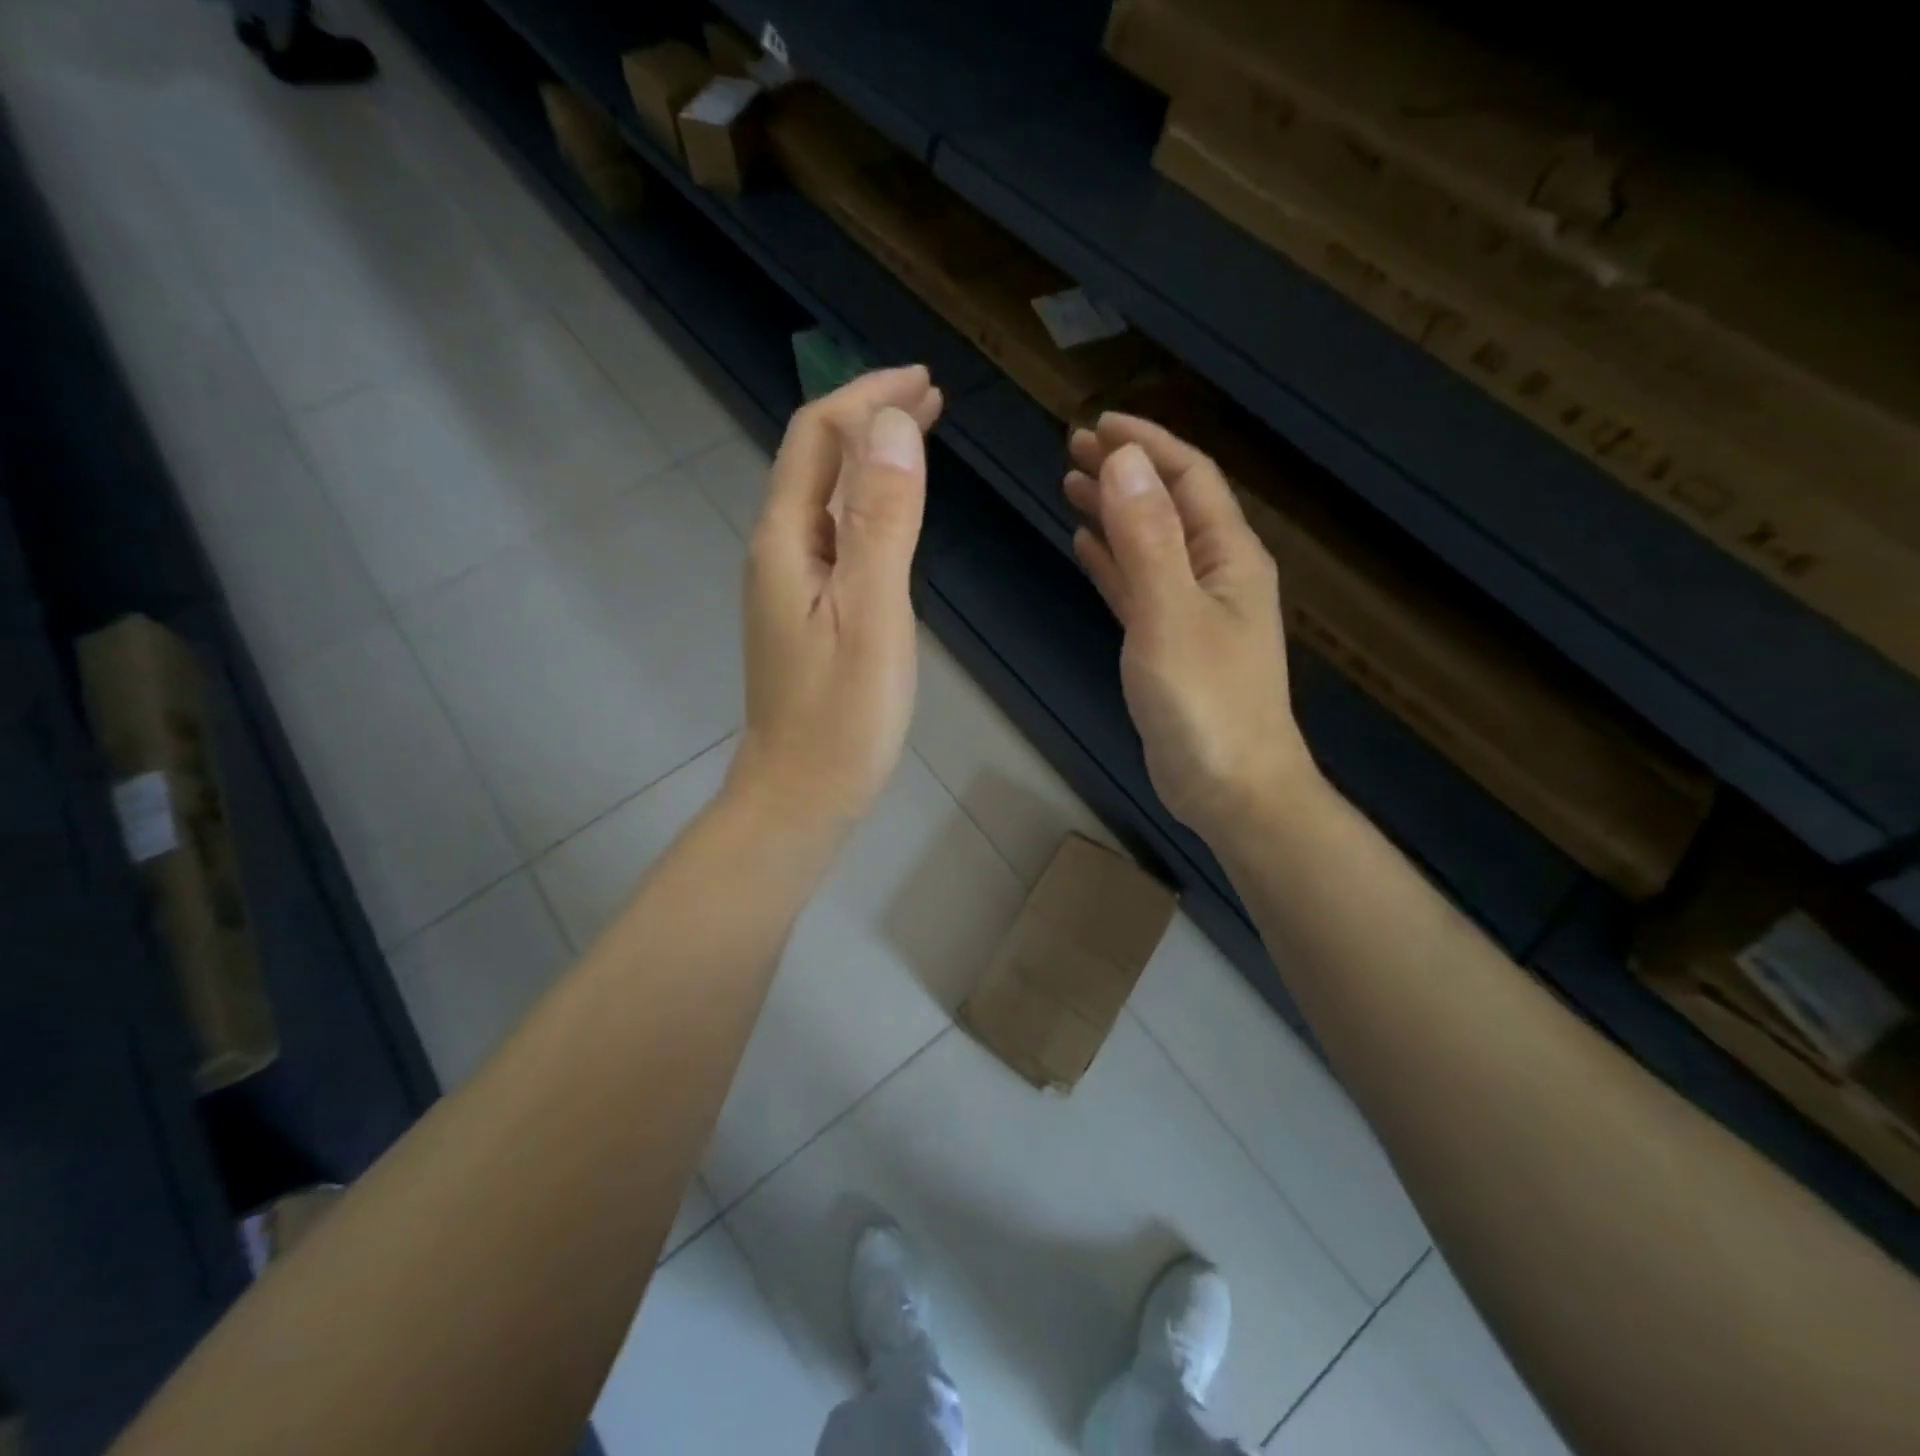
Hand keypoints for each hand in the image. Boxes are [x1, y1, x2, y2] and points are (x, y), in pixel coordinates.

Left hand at [731, 366, 943, 828]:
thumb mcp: (871, 613)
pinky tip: (894, 513)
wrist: (801, 794)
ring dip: (870, 459)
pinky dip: (868, 505)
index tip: (925, 380)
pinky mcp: (806, 612)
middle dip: (870, 417)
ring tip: (920, 437)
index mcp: (786, 540)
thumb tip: (892, 424)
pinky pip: (835, 535)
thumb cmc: (841, 715)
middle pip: (816, 460)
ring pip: (826, 497)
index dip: (867, 396)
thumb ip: (881, 520)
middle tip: (932, 397)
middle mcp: (778, 550)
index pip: (818, 436)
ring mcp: (789, 583)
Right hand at [1065, 413, 1313, 837]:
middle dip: (1126, 471)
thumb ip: (1147, 539)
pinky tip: (1086, 546)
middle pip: (1169, 505)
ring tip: (1070, 485)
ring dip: (1114, 512)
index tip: (1099, 423)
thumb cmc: (1206, 702)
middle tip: (1072, 448)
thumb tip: (1124, 462)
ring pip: (1150, 544)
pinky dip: (1113, 562)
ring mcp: (1192, 610)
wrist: (1230, 786)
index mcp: (1229, 556)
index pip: (1190, 477)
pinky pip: (1138, 586)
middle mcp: (1215, 574)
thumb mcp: (1170, 614)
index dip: (1148, 444)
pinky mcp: (1169, 643)